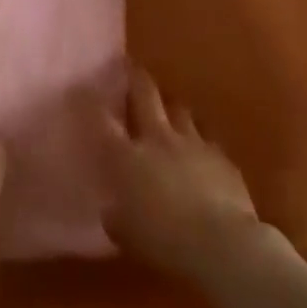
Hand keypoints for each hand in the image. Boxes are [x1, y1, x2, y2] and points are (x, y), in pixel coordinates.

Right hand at [94, 67, 268, 282]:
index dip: (92, 103)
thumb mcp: (125, 234)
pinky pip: (207, 136)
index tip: (85, 88)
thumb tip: (113, 207)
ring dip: (171, 106)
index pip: (104, 122)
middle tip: (130, 65)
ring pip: (179, 110)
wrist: (220, 242)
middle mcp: (158, 139)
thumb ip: (116, 214)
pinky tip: (200, 143)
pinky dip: (199, 136)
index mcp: (127, 157)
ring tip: (167, 104)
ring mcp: (192, 143)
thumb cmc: (163, 240)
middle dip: (136, 78)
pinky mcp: (221, 156)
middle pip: (145, 97)